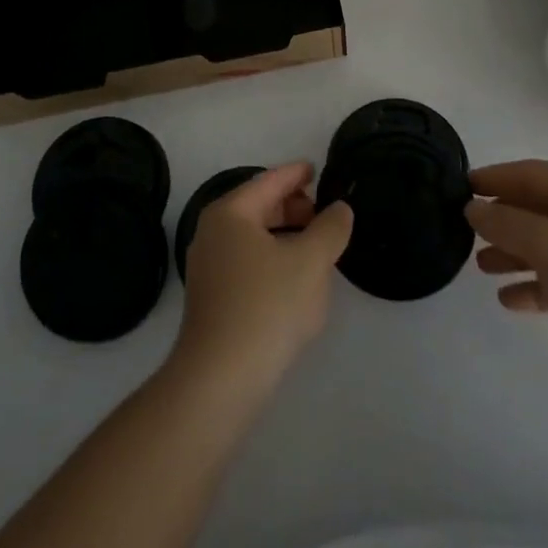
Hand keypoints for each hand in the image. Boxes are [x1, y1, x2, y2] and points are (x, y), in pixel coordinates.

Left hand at [175, 162, 353, 393]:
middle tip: (323, 213)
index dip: (295, 174)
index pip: (268, 181)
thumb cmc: (267, 305)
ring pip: (253, 237)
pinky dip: (272, 258)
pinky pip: (247, 262)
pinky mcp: (212, 298)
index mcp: (230, 213)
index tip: (316, 169)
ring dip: (284, 235)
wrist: (221, 378)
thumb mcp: (311, 261)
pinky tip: (294, 278)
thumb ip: (330, 228)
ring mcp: (208, 267)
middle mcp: (212, 232)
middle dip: (292, 206)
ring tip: (315, 245)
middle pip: (258, 207)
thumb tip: (339, 209)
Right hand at [467, 160, 547, 412]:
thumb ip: (506, 223)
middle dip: (502, 218)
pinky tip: (509, 301)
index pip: (531, 174)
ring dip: (513, 254)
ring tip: (480, 267)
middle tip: (465, 231)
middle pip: (539, 209)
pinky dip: (534, 286)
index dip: (495, 178)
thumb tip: (473, 208)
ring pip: (547, 247)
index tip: (461, 188)